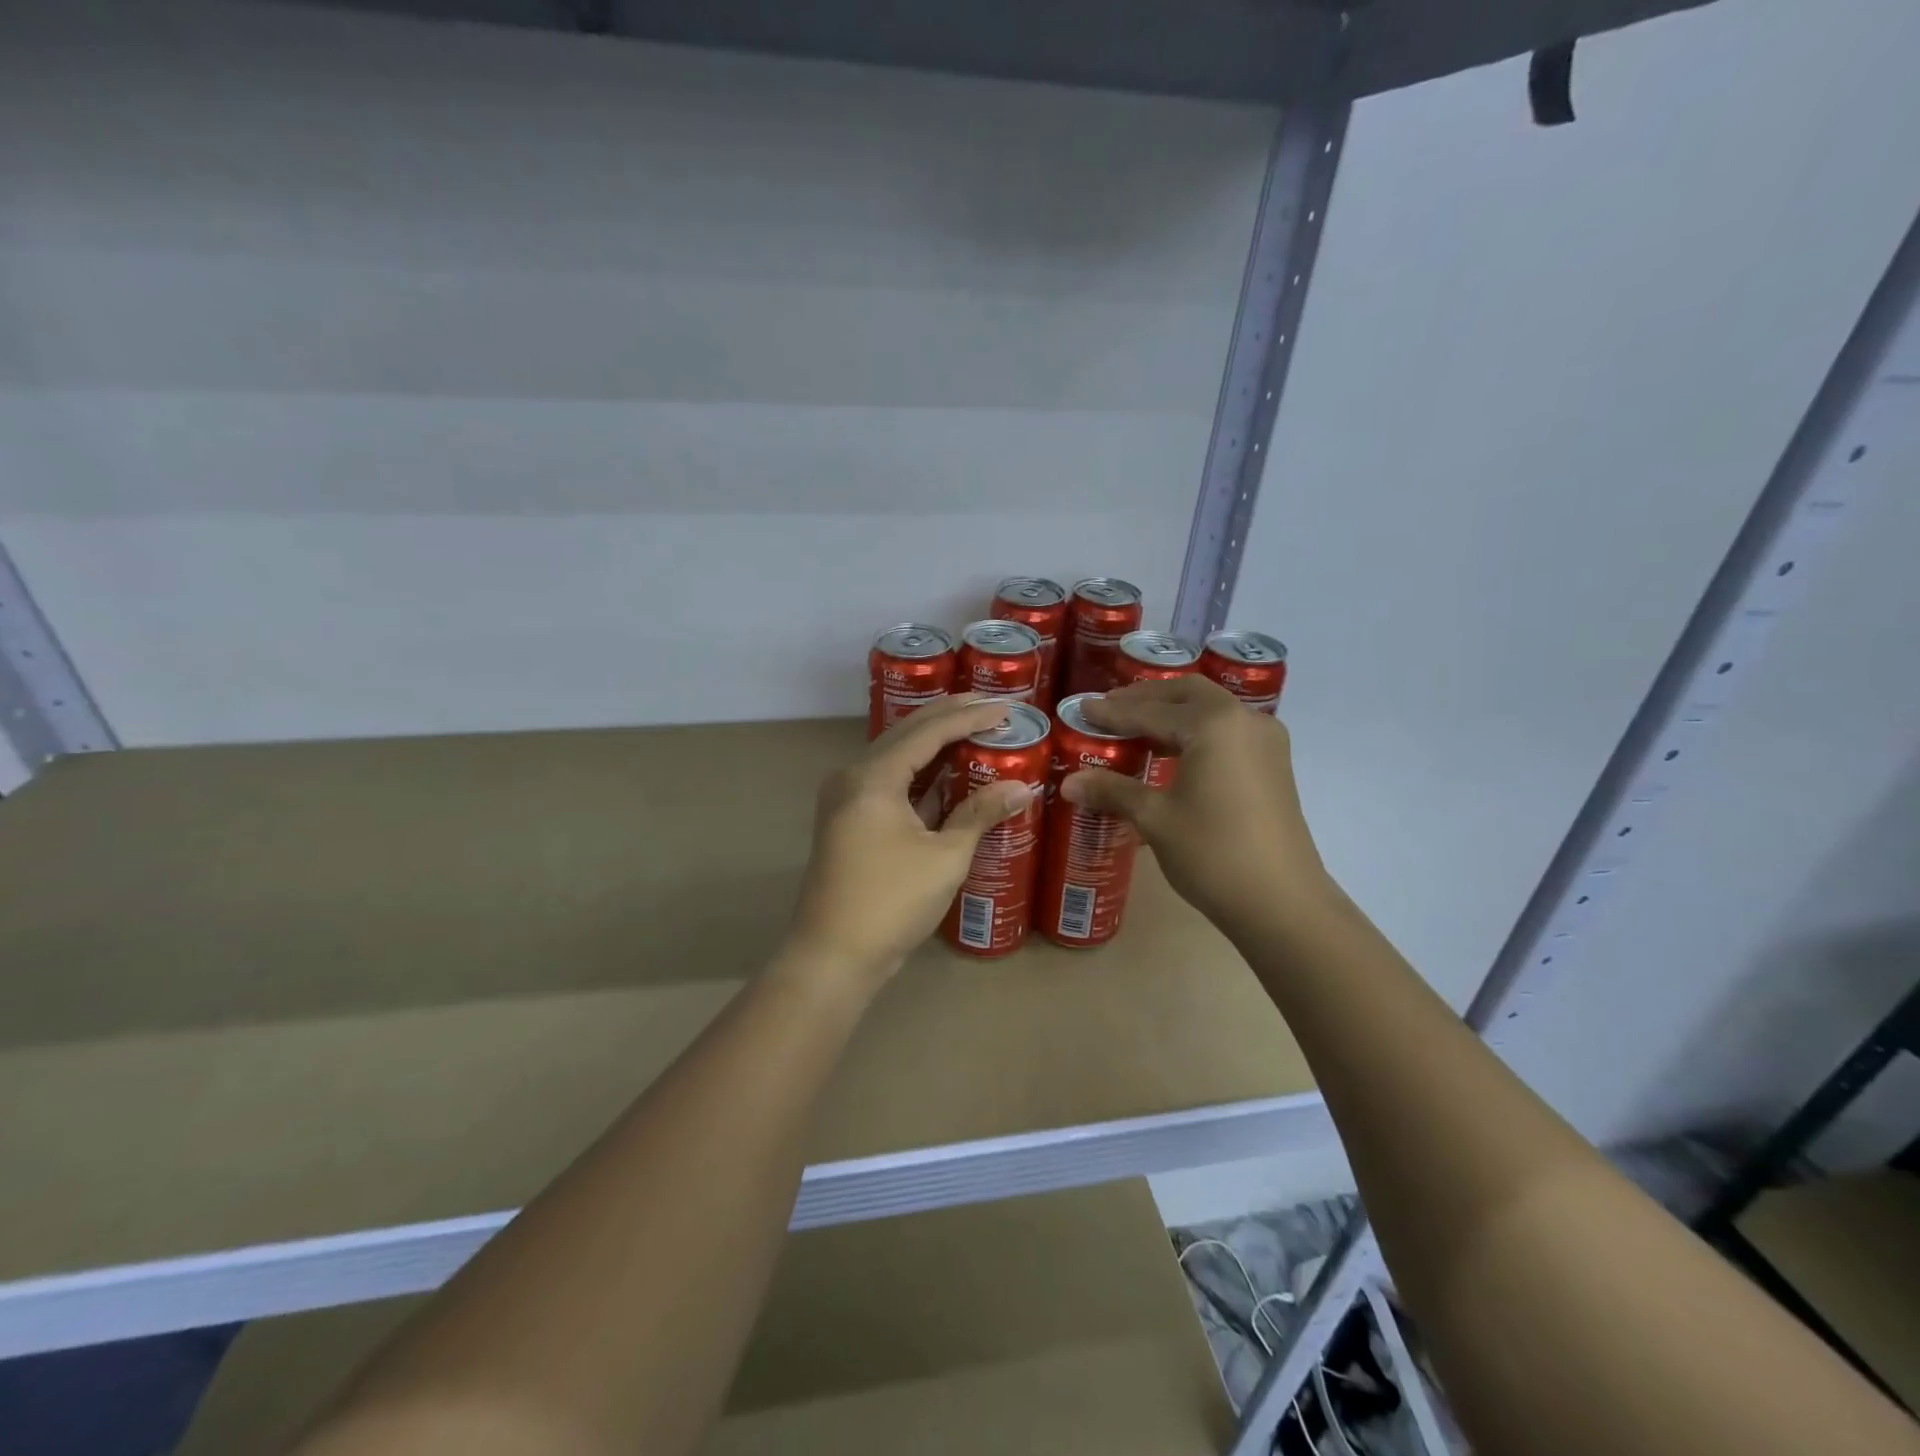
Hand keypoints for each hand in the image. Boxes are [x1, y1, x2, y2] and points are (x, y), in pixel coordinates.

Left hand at [785, 694, 1034, 988]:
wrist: (833, 957)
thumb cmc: (891, 903)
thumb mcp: (945, 857)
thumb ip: (980, 814)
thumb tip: (1022, 788)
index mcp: (873, 777)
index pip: (927, 732)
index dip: (968, 717)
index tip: (1005, 709)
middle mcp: (853, 776)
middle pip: (906, 734)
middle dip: (948, 718)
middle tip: (989, 707)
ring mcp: (846, 799)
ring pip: (896, 757)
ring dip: (933, 744)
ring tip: (973, 730)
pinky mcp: (848, 821)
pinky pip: (888, 782)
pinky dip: (919, 775)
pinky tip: (947, 773)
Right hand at [1061, 677, 1329, 937]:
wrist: (1281, 903)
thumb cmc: (1212, 853)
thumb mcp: (1155, 819)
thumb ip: (1112, 791)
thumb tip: (1068, 782)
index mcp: (1213, 724)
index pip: (1151, 710)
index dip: (1112, 713)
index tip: (1082, 710)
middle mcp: (1244, 719)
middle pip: (1186, 695)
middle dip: (1145, 699)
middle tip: (1109, 709)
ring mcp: (1265, 741)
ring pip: (1210, 709)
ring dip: (1172, 712)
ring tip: (1135, 727)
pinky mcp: (1273, 764)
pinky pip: (1226, 730)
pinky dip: (1195, 730)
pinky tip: (1172, 750)